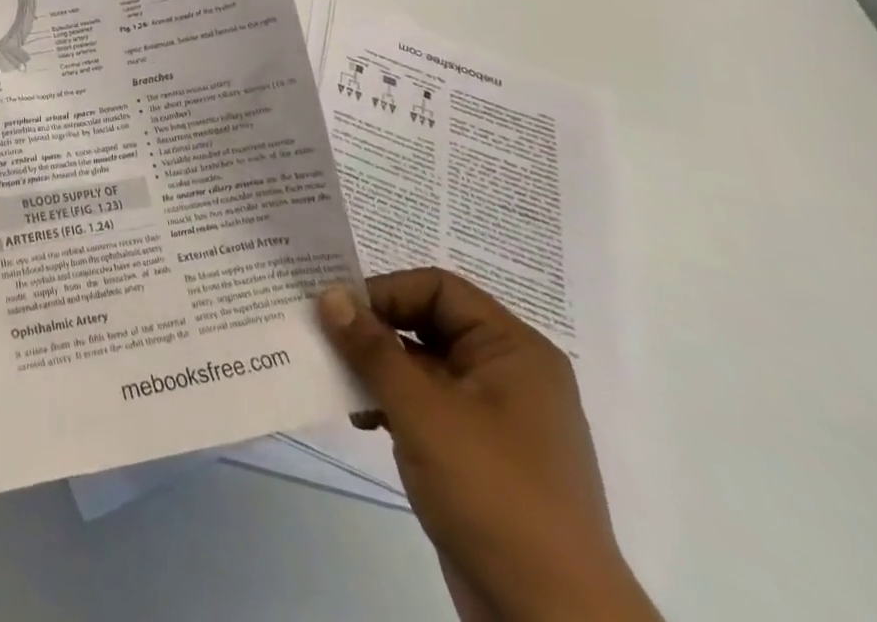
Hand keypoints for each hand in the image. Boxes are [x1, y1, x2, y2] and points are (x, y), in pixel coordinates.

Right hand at [317, 270, 659, 621]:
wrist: (552, 619)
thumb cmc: (494, 492)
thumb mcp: (423, 411)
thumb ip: (372, 348)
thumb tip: (328, 294)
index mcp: (513, 350)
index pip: (438, 288)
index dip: (386, 291)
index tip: (338, 313)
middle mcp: (507, 372)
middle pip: (427, 322)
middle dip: (374, 330)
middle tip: (324, 338)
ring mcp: (494, 415)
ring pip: (421, 364)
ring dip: (376, 367)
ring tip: (335, 380)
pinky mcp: (477, 452)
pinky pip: (425, 403)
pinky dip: (390, 401)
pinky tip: (360, 416)